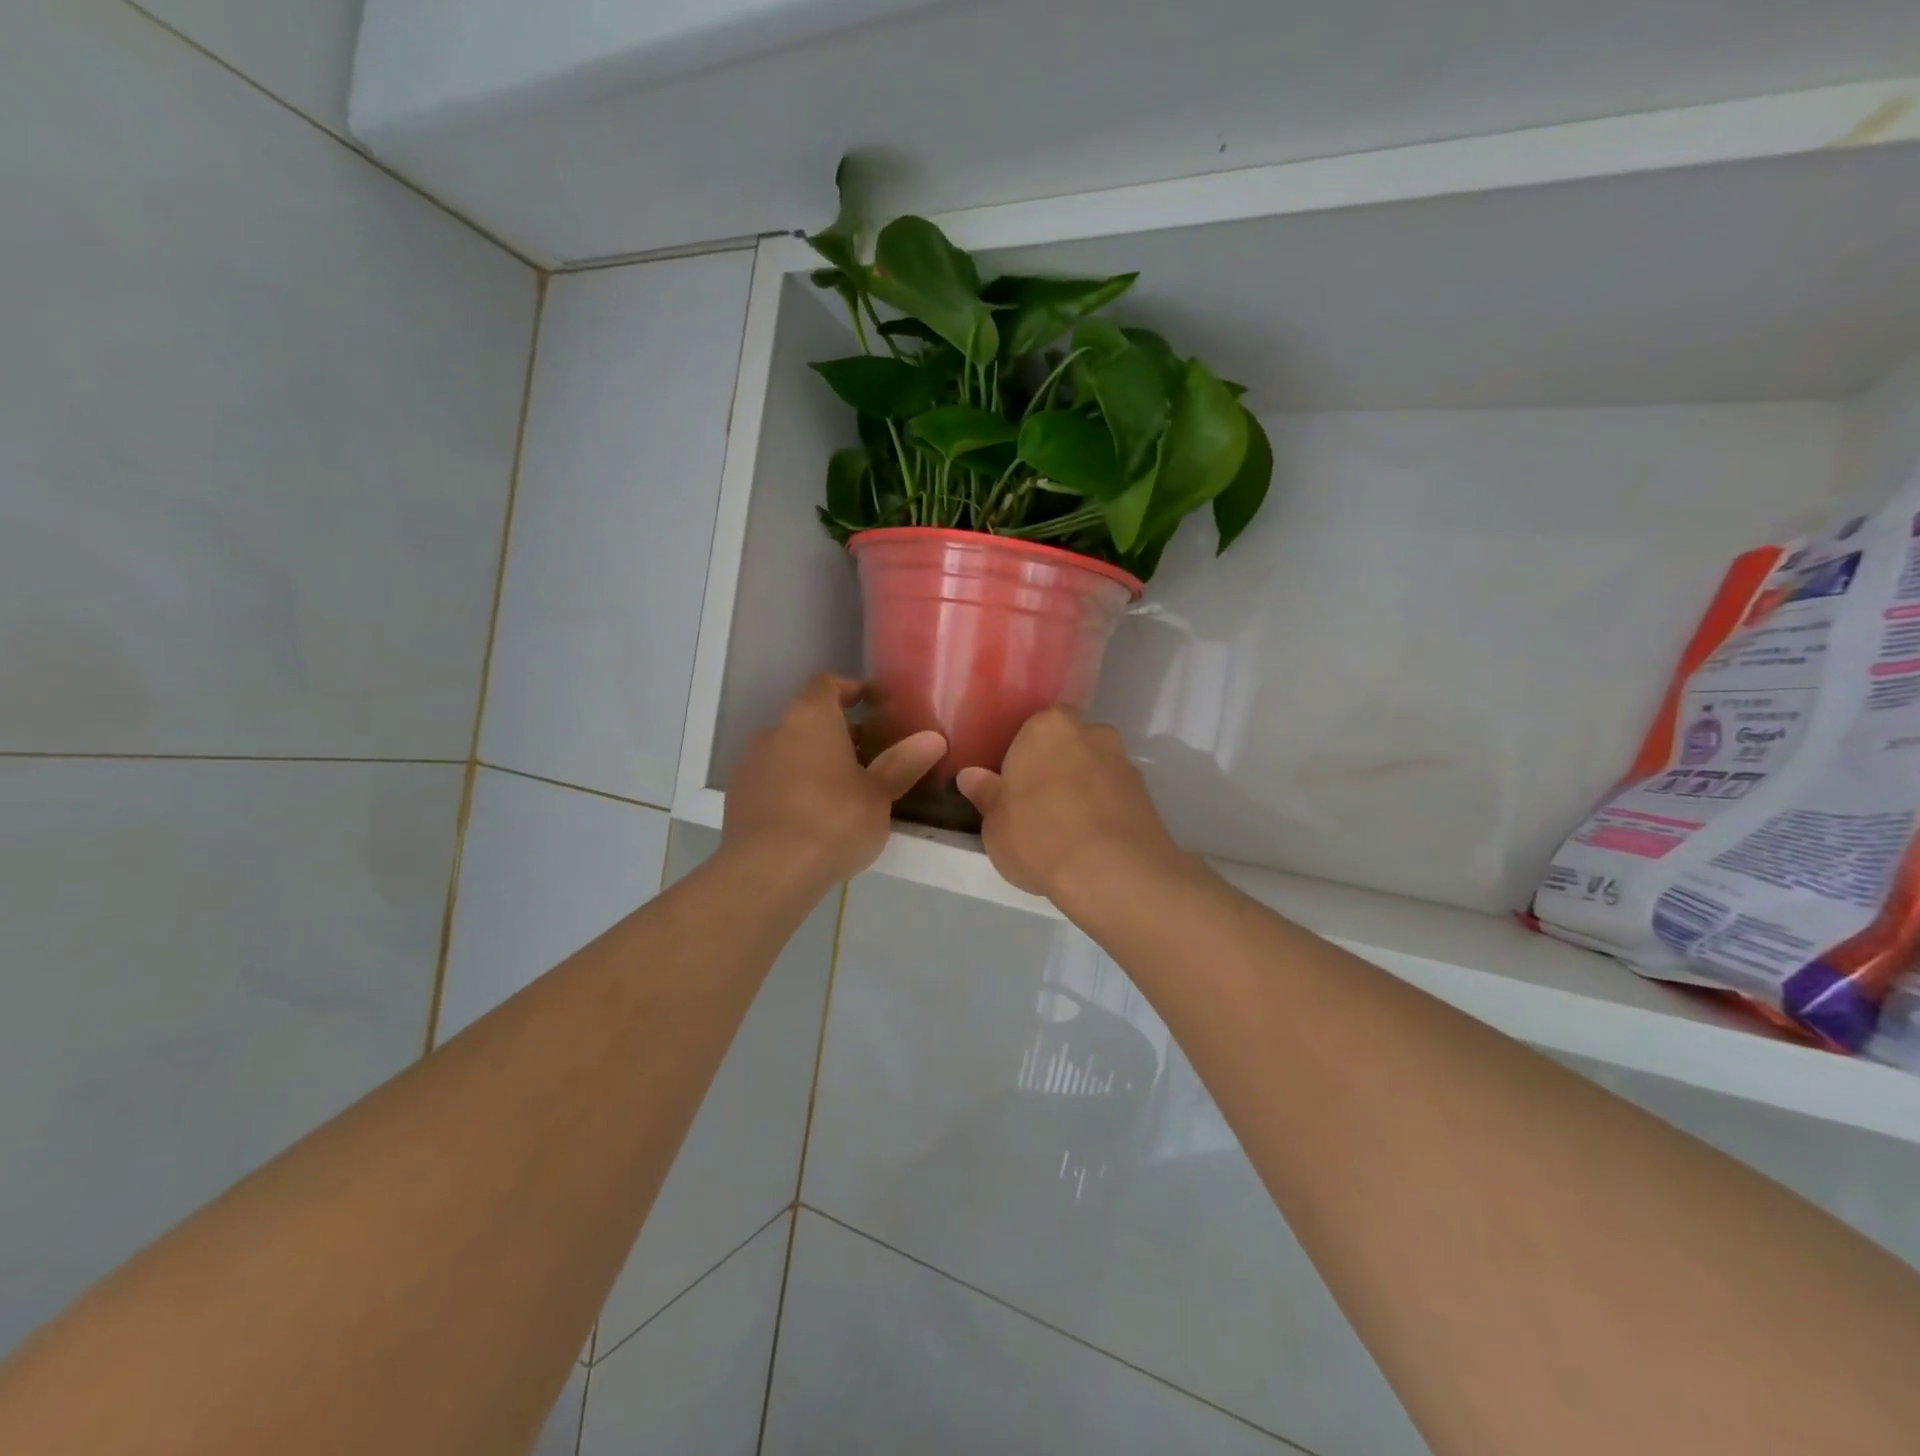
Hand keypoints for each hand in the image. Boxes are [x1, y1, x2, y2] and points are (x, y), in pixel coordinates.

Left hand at [724, 674, 944, 890]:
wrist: (768, 871)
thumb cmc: (833, 820)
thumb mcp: (879, 793)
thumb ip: (903, 763)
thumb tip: (934, 738)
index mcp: (810, 717)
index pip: (825, 684)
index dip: (847, 689)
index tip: (868, 703)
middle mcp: (774, 731)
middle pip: (808, 720)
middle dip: (837, 734)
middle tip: (868, 758)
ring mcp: (750, 764)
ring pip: (789, 751)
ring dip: (814, 762)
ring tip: (843, 792)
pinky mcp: (738, 798)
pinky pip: (772, 780)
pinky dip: (793, 787)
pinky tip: (812, 818)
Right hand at [957, 707, 1188, 907]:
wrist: (1113, 872)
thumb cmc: (1039, 836)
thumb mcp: (995, 822)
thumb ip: (985, 793)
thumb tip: (971, 775)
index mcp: (1047, 727)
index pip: (1032, 727)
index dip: (1022, 754)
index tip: (1013, 782)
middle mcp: (1091, 732)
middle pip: (1067, 745)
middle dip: (1056, 767)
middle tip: (1037, 804)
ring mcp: (1124, 762)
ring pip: (1094, 769)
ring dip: (1083, 788)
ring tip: (1067, 828)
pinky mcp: (1147, 794)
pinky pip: (1115, 795)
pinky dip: (1104, 809)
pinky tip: (1092, 841)